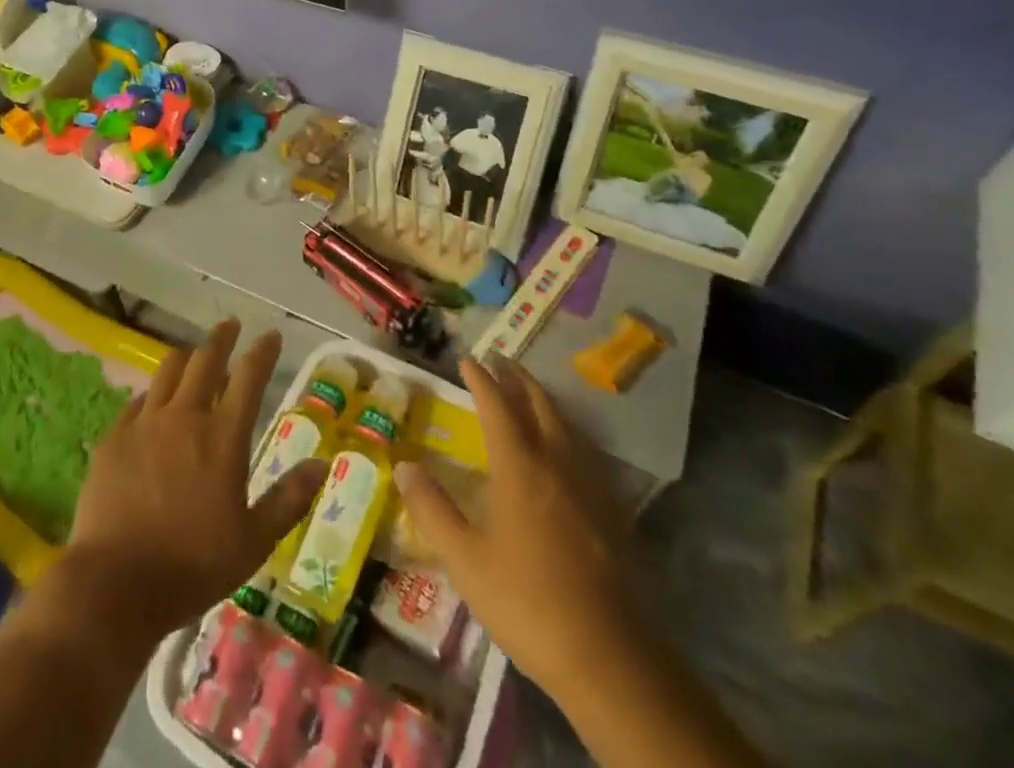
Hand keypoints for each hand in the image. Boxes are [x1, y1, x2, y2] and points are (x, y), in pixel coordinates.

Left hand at [66, 320, 326, 640]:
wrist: (115, 584)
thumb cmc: (193, 566)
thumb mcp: (254, 542)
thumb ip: (288, 499)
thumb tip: (321, 464)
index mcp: (223, 437)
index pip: (249, 377)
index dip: (263, 352)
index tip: (271, 336)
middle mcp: (185, 416)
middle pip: (205, 360)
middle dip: (222, 337)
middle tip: (230, 325)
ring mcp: (145, 423)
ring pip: (168, 370)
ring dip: (185, 357)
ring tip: (192, 354)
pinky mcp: (114, 437)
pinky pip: (137, 401)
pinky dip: (153, 393)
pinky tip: (152, 401)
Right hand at [395, 358, 632, 703]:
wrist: (605, 654)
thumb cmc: (525, 600)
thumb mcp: (464, 559)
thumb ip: (432, 508)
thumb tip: (403, 465)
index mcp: (519, 466)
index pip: (497, 405)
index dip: (481, 379)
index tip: (467, 359)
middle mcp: (556, 462)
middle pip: (538, 403)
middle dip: (517, 378)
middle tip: (500, 360)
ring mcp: (588, 484)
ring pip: (565, 423)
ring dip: (543, 399)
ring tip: (528, 391)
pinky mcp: (610, 509)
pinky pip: (584, 449)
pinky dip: (566, 430)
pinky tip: (564, 446)